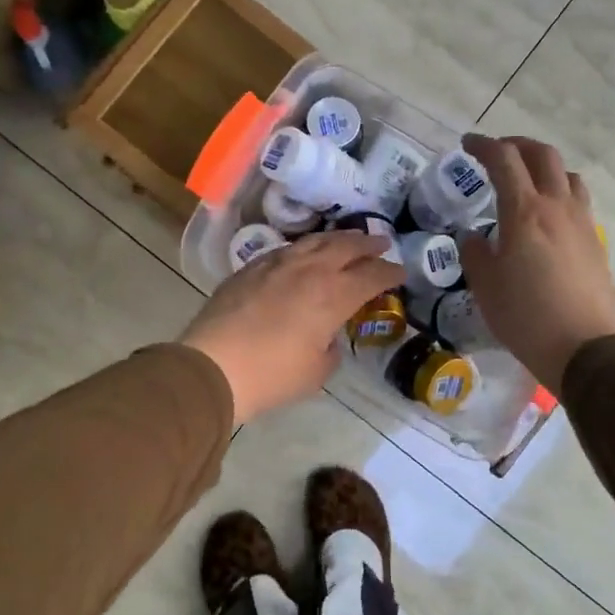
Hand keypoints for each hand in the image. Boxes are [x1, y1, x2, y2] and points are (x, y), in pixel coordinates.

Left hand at [180, 231, 404, 425]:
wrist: (213, 365)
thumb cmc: (272, 376)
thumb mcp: (316, 371)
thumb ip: (330, 348)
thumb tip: (326, 335)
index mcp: (333, 295)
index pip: (372, 275)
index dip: (390, 273)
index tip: (401, 273)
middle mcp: (309, 270)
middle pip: (346, 246)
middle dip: (368, 243)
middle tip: (382, 243)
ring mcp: (277, 264)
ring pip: (314, 241)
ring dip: (337, 239)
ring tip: (348, 240)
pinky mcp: (250, 268)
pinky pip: (286, 250)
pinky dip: (304, 249)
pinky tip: (304, 255)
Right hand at [457, 133, 614, 395]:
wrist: (585, 348)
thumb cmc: (525, 317)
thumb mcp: (485, 287)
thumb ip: (475, 254)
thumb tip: (475, 237)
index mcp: (524, 212)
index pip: (504, 160)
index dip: (483, 145)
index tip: (467, 145)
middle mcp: (557, 207)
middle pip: (542, 155)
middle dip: (517, 145)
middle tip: (497, 153)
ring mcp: (582, 223)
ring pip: (567, 175)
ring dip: (543, 167)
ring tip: (526, 181)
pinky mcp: (596, 242)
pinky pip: (577, 201)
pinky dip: (559, 192)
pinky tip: (547, 217)